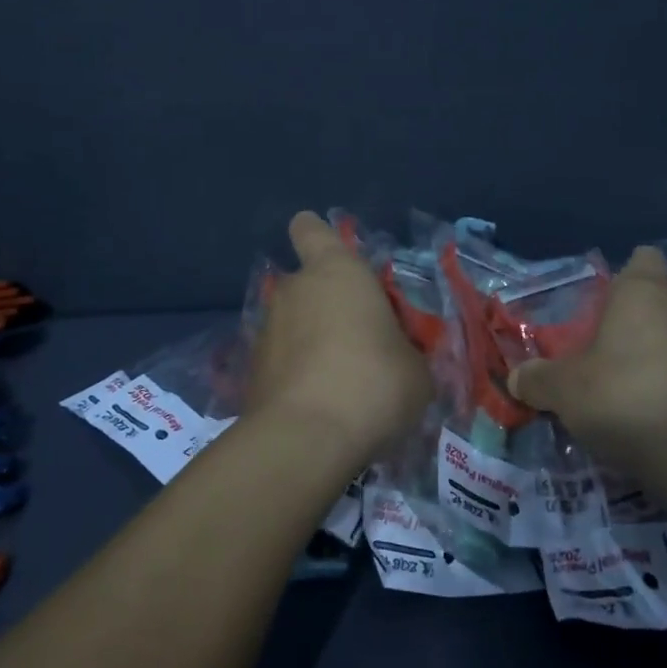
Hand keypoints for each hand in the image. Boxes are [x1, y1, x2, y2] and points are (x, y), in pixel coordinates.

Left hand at [244, 212, 432, 459]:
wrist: (306, 439)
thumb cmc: (373, 383)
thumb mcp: (416, 369)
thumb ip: (404, 351)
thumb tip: (398, 359)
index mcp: (336, 271)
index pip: (310, 229)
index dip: (318, 236)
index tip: (334, 256)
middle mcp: (293, 289)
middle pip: (306, 283)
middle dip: (326, 304)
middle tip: (359, 339)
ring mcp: (265, 329)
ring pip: (292, 324)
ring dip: (311, 342)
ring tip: (341, 382)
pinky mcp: (250, 371)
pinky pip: (280, 361)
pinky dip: (296, 375)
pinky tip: (319, 406)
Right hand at [508, 246, 666, 468]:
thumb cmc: (623, 396)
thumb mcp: (563, 390)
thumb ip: (538, 380)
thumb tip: (516, 378)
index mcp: (642, 292)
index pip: (643, 258)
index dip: (627, 273)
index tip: (606, 299)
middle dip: (646, 312)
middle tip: (615, 340)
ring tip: (638, 374)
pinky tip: (662, 404)